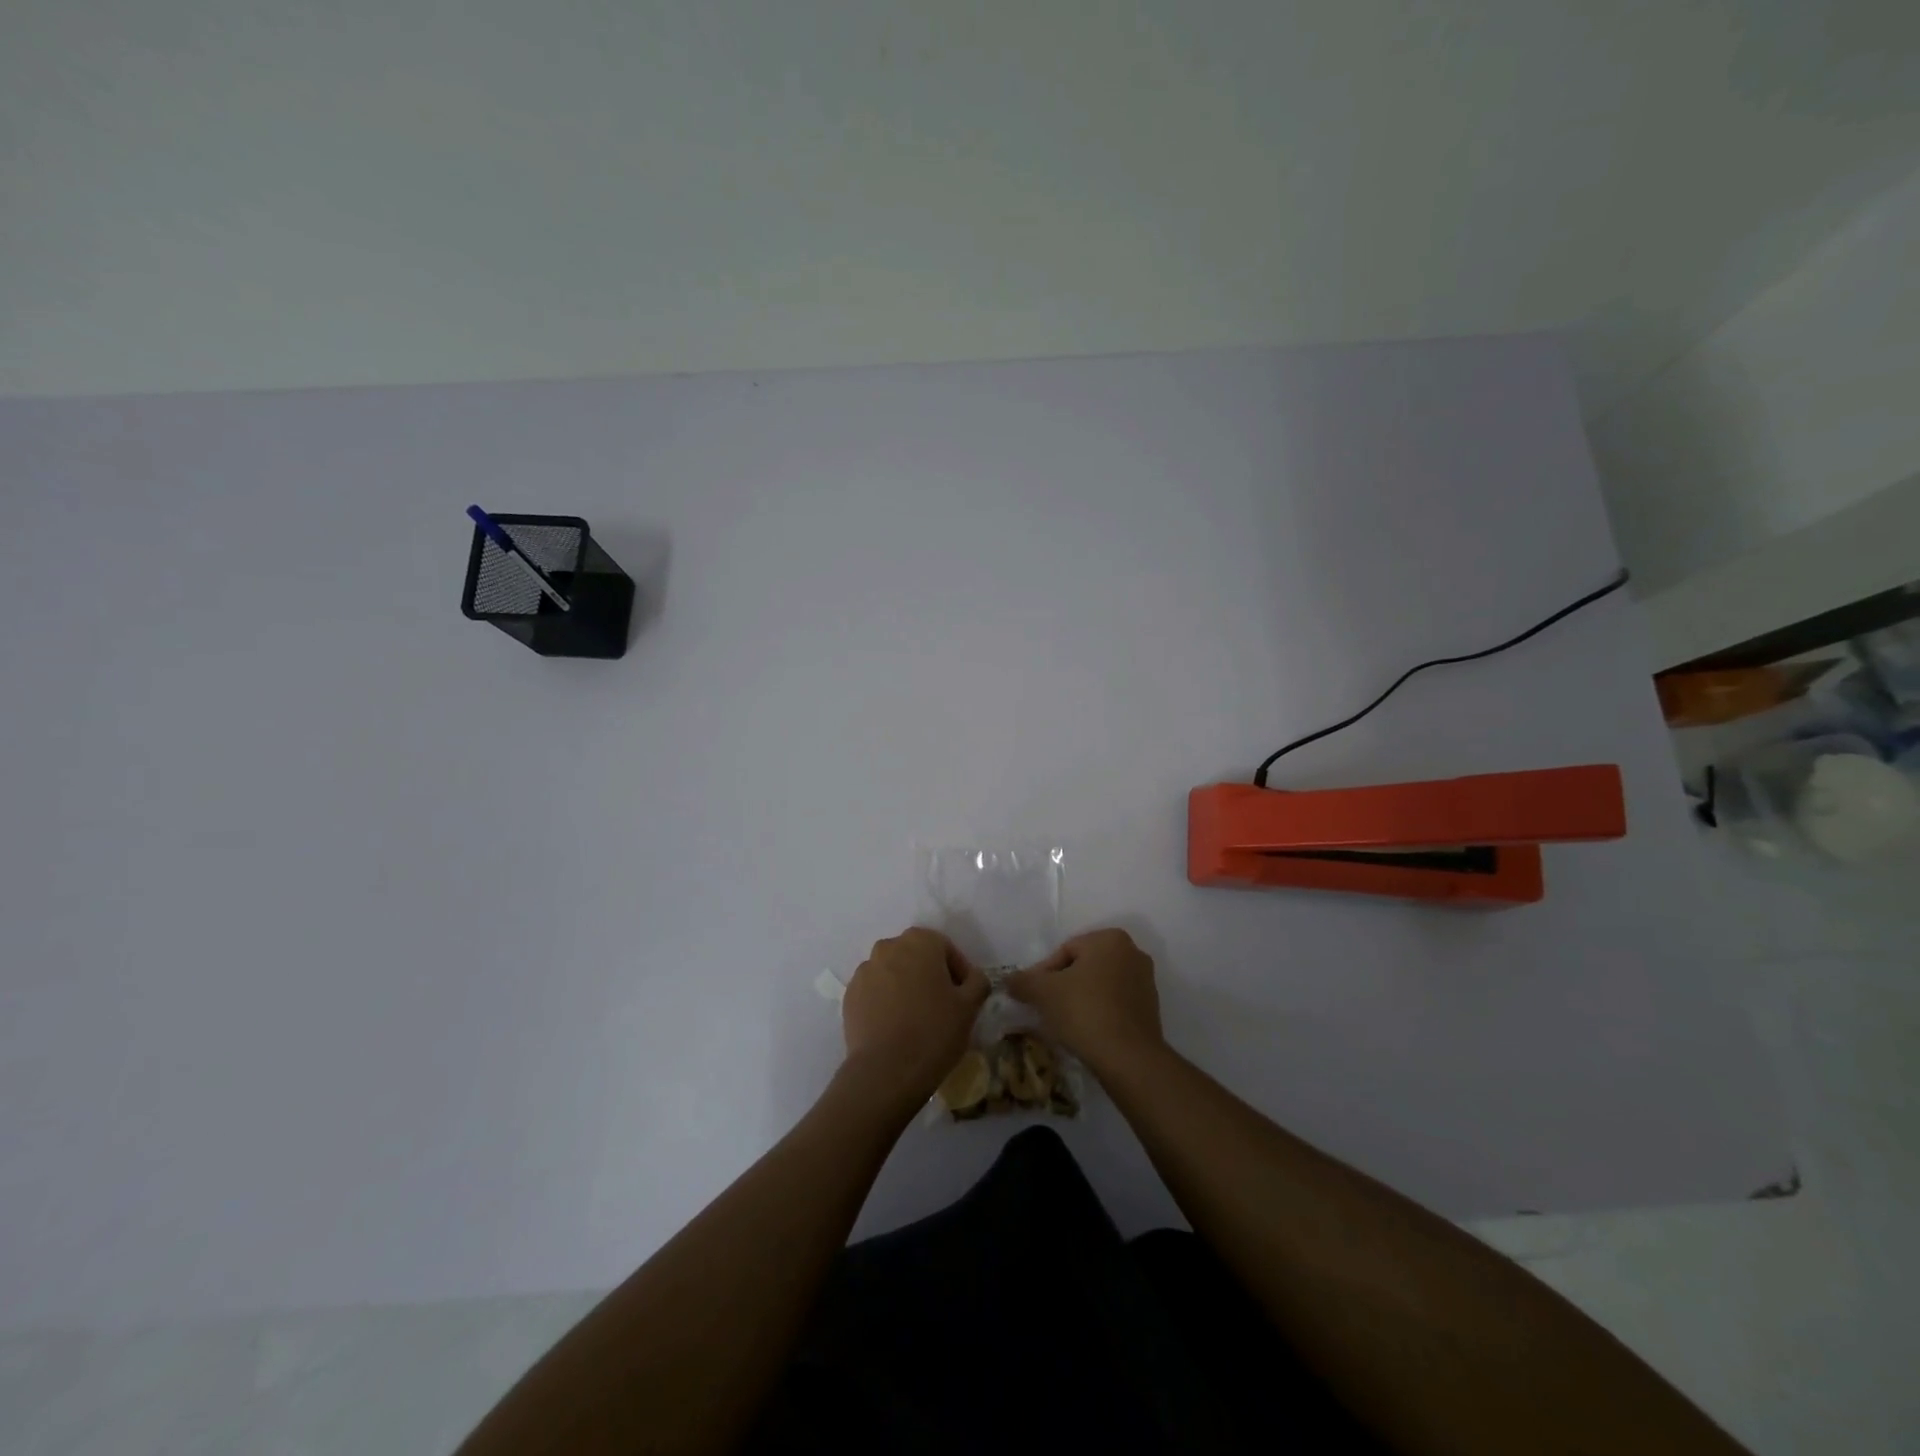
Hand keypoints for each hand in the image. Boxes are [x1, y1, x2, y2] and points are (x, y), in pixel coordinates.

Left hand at [841, 928, 989, 1108]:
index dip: (959, 972)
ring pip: (894, 973)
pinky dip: (886, 1002)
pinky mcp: (850, 995)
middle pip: (917, 957)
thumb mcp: (970, 1006)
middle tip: (942, 1006)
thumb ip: (977, 982)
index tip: (964, 997)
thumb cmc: (934, 1031)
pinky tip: (895, 1027)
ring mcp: (865, 971)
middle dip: (930, 976)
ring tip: (916, 1019)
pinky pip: (875, 992)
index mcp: (920, 941)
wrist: (886, 1071)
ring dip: (906, 987)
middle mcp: (888, 947)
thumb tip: (972, 978)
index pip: (946, 948)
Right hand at [1007, 928, 1162, 1072]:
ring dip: (1080, 999)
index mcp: (1110, 939)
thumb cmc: (1084, 1012)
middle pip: (1083, 967)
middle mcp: (1133, 953)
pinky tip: (1085, 1032)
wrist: (1128, 1059)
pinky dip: (1098, 1013)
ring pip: (1099, 986)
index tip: (1033, 996)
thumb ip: (1023, 981)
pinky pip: (1115, 1004)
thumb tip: (1009, 980)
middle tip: (1046, 1007)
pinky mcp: (1151, 1009)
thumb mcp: (1043, 993)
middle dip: (1063, 985)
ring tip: (1063, 1022)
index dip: (1044, 974)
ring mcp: (1145, 982)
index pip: (1065, 951)